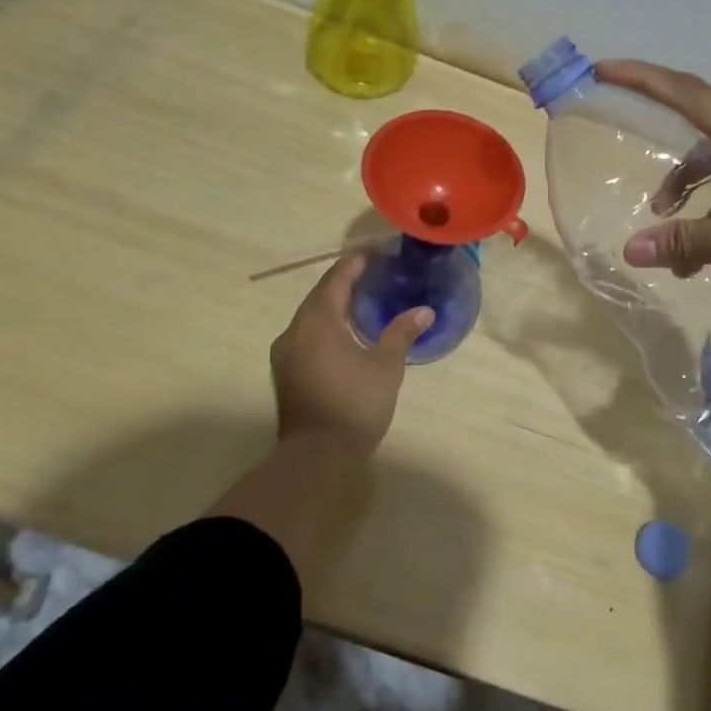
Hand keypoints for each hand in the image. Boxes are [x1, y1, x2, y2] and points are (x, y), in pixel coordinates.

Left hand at [270, 253, 430, 457]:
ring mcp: (285, 354)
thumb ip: (401, 333)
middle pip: (319, 296)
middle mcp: (294, 331)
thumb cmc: (355, 403)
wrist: (317, 456)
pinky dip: (325, 327)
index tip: (373, 253)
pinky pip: (306, 337)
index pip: (335, 280)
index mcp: (317, 321)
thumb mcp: (386, 366)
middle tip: (371, 274)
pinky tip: (343, 333)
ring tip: (360, 300)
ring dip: (332, 306)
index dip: (354, 264)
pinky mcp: (286, 374)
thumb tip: (424, 311)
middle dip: (343, 283)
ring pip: (310, 318)